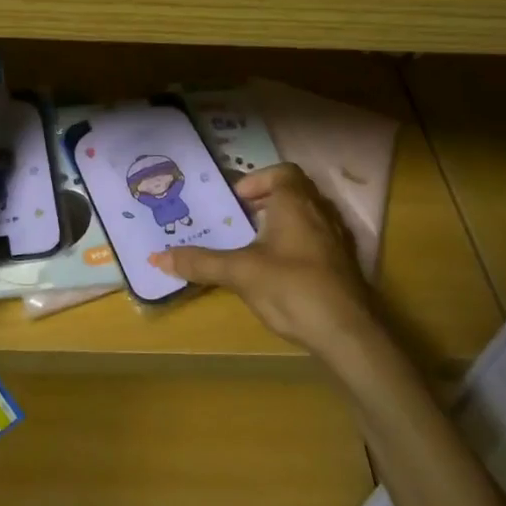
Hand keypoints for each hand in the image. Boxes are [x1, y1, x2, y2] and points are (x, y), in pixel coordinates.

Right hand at [160, 164, 375, 354]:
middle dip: (268, 202)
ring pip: (310, 217)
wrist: (349, 334)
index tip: (238, 201)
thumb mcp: (240, 273)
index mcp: (296, 203)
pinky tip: (284, 272)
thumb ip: (200, 263)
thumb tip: (156, 258)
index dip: (259, 180)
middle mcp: (321, 212)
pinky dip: (300, 246)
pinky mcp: (346, 266)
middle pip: (296, 192)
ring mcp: (338, 239)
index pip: (283, 172)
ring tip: (258, 246)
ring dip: (285, 224)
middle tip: (242, 221)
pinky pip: (320, 241)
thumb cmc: (292, 288)